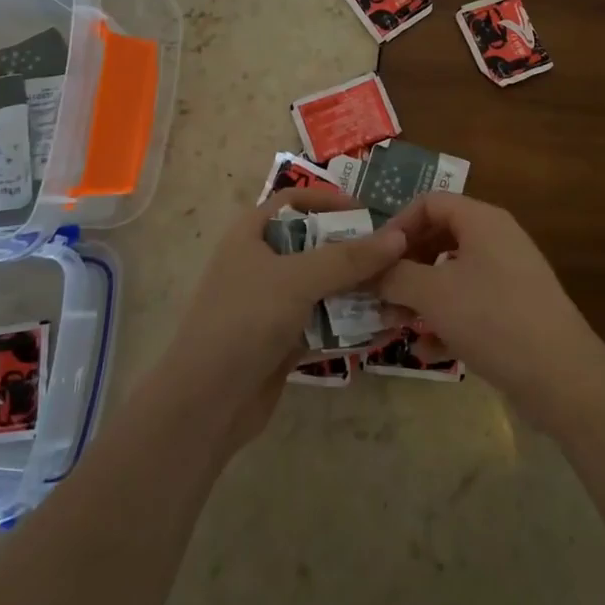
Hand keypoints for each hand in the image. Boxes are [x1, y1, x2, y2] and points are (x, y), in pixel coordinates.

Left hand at [157, 186, 406, 447]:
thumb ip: (349, 258)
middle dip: (354, 250)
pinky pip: (323, 322)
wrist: (205, 404)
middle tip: (396, 256)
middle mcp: (261, 263)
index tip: (368, 214)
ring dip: (358, 289)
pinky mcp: (282, 340)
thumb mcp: (298, 279)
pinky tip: (384, 326)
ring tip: (399, 291)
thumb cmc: (245, 321)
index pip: (294, 200)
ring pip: (322, 286)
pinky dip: (350, 323)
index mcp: (252, 234)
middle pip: (315, 244)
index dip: (329, 201)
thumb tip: (399, 237)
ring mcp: (271, 304)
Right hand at [380, 194, 604, 434]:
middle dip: (405, 267)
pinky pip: (469, 304)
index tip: (373, 258)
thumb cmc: (492, 319)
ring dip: (419, 297)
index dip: (397, 225)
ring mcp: (507, 276)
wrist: (561, 377)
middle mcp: (496, 239)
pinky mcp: (513, 310)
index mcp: (481, 220)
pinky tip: (425, 350)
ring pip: (451, 275)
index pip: (430, 203)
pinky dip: (445, 320)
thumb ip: (395, 276)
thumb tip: (370, 271)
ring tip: (394, 325)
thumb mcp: (433, 294)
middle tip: (378, 295)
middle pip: (439, 238)